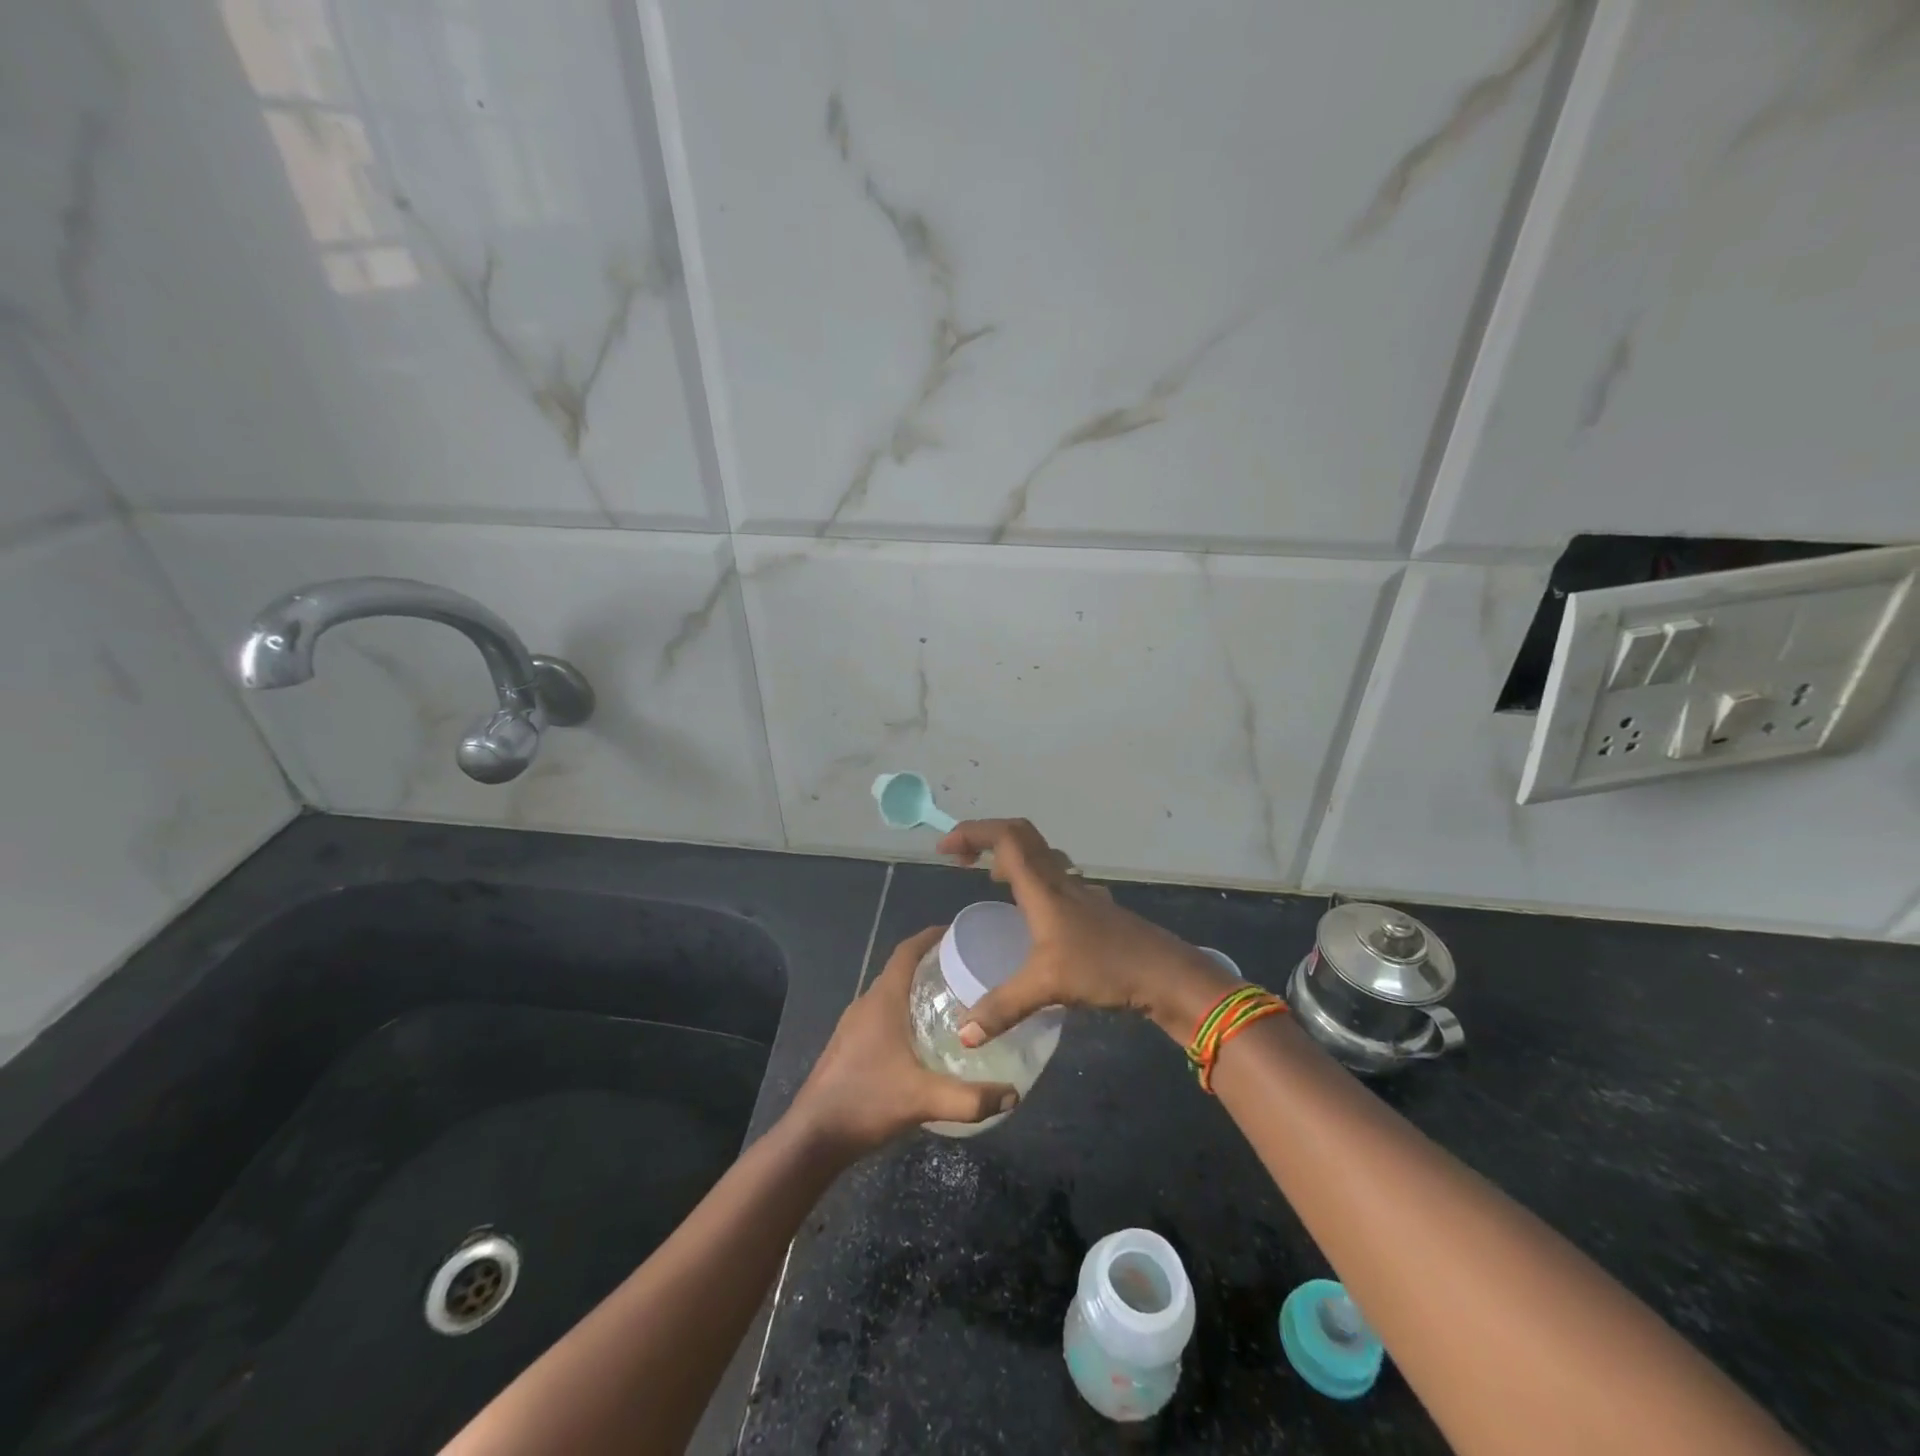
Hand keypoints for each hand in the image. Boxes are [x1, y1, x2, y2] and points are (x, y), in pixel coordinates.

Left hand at [788, 926, 1019, 1155]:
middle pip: (901, 970)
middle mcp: (867, 1004)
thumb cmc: (866, 1102)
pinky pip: (882, 1015)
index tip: (958, 933)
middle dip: (932, 964)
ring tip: (953, 1002)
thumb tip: (1013, 1094)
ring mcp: (854, 1026)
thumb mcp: (923, 1100)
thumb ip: (970, 1099)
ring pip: (891, 994)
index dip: (931, 936)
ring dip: (917, 990)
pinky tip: (924, 1040)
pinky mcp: (849, 1046)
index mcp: (882, 1001)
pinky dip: (906, 1013)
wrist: (813, 1137)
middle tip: (967, 971)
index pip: (906, 951)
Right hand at [936, 819, 1236, 1046]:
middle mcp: (1060, 879)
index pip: (1005, 837)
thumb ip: (1002, 1008)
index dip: (972, 833)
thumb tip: (963, 1035)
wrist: (1166, 975)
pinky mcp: (1093, 907)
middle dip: (986, 837)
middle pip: (1021, 836)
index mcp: (1043, 887)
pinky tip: (1031, 911)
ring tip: (989, 878)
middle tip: (960, 858)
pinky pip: (1055, 877)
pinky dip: (1032, 878)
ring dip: (1011, 855)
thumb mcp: (1047, 987)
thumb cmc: (1105, 968)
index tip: (944, 850)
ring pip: (1040, 855)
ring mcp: (1080, 891)